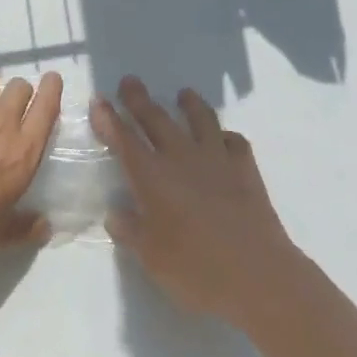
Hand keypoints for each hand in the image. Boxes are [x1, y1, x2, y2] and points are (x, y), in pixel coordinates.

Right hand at [94, 76, 300, 323]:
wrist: (258, 275)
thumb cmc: (196, 270)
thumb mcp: (151, 258)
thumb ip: (130, 231)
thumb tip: (116, 213)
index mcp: (152, 177)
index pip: (124, 139)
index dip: (109, 118)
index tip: (99, 100)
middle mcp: (181, 158)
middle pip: (156, 119)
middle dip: (139, 99)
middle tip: (130, 82)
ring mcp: (217, 159)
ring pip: (200, 119)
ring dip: (189, 104)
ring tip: (183, 94)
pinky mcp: (246, 169)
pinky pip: (234, 142)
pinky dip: (225, 136)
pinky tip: (222, 139)